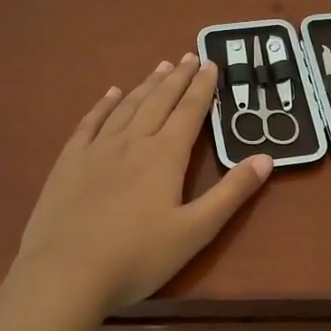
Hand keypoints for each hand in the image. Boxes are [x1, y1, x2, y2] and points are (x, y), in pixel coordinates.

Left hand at [13, 54, 271, 315]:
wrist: (65, 274)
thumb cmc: (137, 257)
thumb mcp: (196, 231)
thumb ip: (231, 193)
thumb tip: (266, 158)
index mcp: (165, 156)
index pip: (190, 112)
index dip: (203, 87)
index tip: (211, 63)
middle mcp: (132, 142)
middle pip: (159, 101)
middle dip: (177, 78)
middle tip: (189, 56)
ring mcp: (96, 150)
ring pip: (126, 106)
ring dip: (146, 85)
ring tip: (160, 67)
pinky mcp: (69, 163)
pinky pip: (90, 123)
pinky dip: (104, 105)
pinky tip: (111, 94)